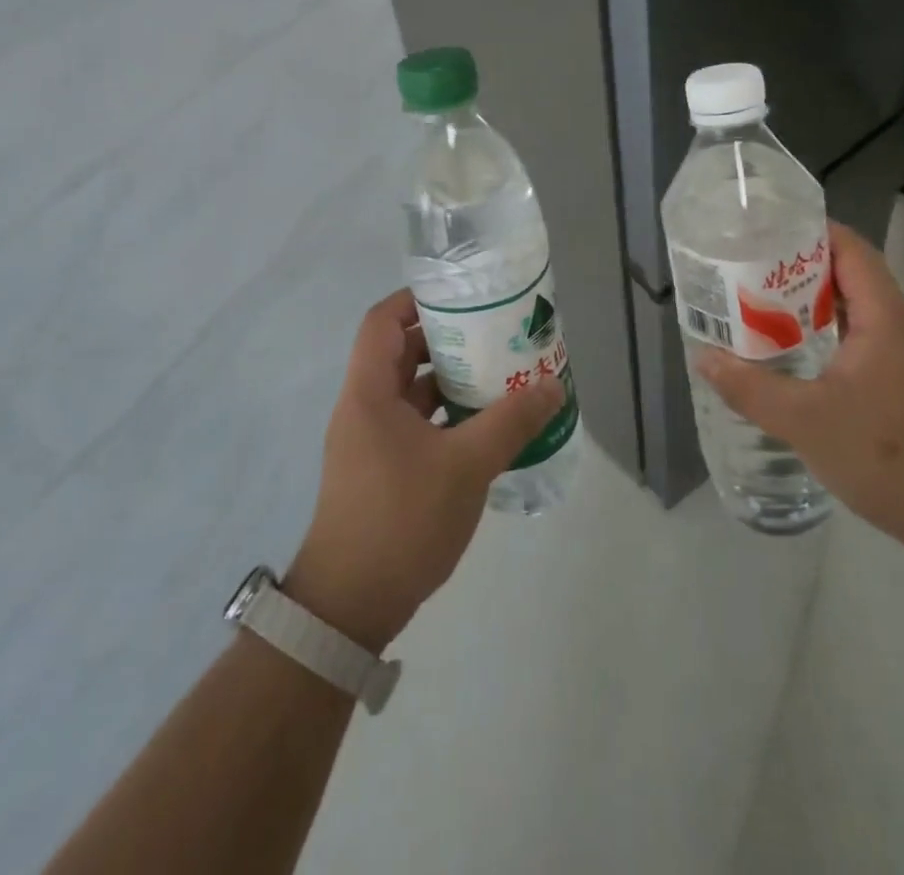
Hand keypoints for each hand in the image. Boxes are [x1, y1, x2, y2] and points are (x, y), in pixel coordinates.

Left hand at [283, 288, 565, 651]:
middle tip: (494, 333)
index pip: (382, 321)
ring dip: (449, 380)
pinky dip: (445, 416)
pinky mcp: (380, 470)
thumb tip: (553, 385)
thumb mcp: (466, 466)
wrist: (350, 605)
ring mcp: (369, 441)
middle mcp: (363, 408)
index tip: (462, 296)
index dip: (417, 300)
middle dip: (446, 339)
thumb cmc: (401, 519)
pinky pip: (414, 424)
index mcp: (369, 392)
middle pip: (401, 353)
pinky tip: (484, 426)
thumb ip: (511, 422)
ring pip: (410, 392)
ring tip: (498, 374)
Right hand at [697, 221, 903, 551]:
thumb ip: (751, 388)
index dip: (809, 231)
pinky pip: (864, 339)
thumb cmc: (890, 458)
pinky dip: (828, 335)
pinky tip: (797, 357)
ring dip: (812, 305)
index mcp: (886, 317)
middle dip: (798, 268)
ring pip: (857, 310)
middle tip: (746, 272)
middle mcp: (902, 325)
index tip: (762, 232)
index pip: (849, 248)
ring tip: (760, 308)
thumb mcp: (806, 422)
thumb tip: (704, 358)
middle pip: (850, 274)